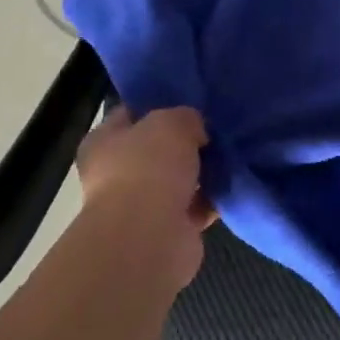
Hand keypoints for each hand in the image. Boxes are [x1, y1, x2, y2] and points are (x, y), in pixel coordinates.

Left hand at [75, 107, 215, 289]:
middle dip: (188, 141)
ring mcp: (142, 205)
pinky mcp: (168, 230)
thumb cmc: (148, 168)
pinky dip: (214, 198)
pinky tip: (236, 182)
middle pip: (158, 149)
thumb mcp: (171, 122)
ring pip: (180, 179)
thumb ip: (185, 117)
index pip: (130, 114)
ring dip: (203, 171)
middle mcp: (117, 174)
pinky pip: (196, 206)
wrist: (149, 238)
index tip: (191, 101)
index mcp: (103, 143)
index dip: (159, 105)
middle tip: (218, 127)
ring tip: (233, 153)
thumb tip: (197, 130)